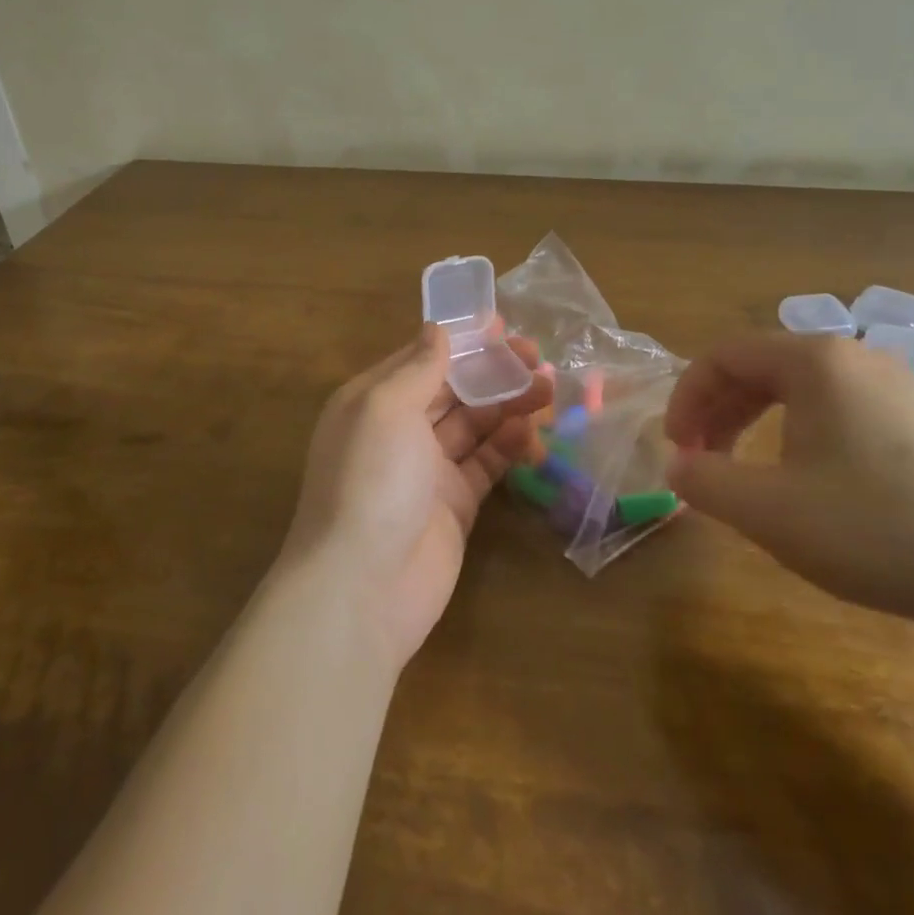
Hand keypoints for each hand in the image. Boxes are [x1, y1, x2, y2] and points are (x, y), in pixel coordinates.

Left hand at [285, 323, 551, 668]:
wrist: (363, 588)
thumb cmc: (370, 481)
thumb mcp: (387, 408)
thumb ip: (418, 367)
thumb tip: (437, 329)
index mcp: (374, 401)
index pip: (423, 358)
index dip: (462, 340)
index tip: (503, 326)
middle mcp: (399, 430)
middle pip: (454, 389)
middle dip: (494, 371)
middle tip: (539, 359)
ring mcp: (427, 470)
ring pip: (475, 425)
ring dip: (510, 405)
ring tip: (550, 391)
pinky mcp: (454, 504)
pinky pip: (486, 464)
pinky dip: (509, 446)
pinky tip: (534, 434)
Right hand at [664, 333, 913, 638]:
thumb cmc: (880, 529)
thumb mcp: (771, 512)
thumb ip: (706, 482)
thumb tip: (677, 465)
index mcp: (814, 361)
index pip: (723, 355)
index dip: (686, 398)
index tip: (676, 449)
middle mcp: (855, 358)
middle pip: (761, 367)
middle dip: (719, 411)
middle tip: (702, 462)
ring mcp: (899, 387)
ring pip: (802, 391)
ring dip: (758, 424)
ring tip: (749, 474)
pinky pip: (841, 411)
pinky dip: (803, 435)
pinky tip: (813, 483)